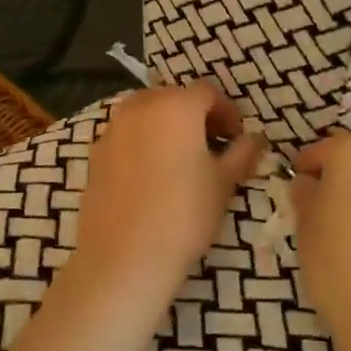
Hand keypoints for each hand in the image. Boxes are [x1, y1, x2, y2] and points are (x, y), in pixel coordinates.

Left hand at [74, 83, 265, 294]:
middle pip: (174, 97)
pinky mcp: (95, 154)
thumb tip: (255, 138)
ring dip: (167, 126)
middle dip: (195, 115)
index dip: (227, 112)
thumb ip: (242, 153)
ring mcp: (112, 129)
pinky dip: (142, 143)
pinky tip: (151, 177)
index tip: (236, 138)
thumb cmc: (184, 215)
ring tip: (180, 159)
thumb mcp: (224, 183)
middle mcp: (140, 107)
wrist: (123, 257)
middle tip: (211, 146)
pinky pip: (126, 135)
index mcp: (176, 106)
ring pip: (146, 114)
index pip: (208, 93)